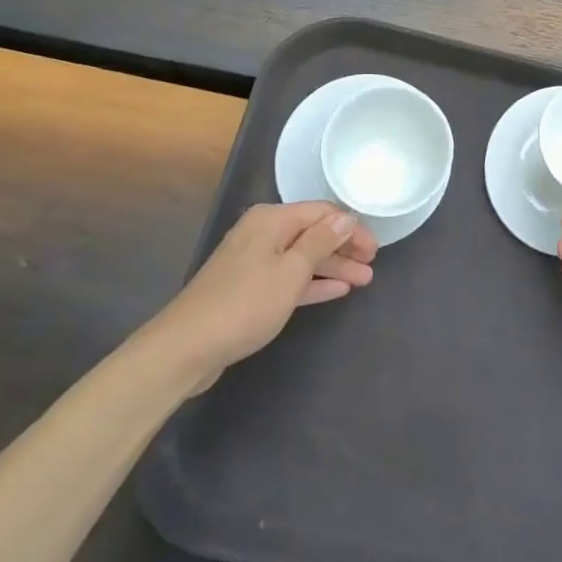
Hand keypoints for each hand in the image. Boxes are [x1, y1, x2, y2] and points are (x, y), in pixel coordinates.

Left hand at [135, 201, 376, 394]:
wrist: (186, 348)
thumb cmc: (245, 304)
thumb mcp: (291, 271)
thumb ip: (321, 241)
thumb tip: (345, 217)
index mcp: (271, 220)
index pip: (322, 213)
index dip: (351, 228)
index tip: (375, 248)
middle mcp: (263, 233)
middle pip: (313, 234)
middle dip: (344, 249)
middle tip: (372, 265)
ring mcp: (254, 262)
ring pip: (303, 258)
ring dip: (333, 267)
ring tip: (363, 280)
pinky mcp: (249, 289)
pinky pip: (289, 277)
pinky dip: (312, 283)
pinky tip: (336, 290)